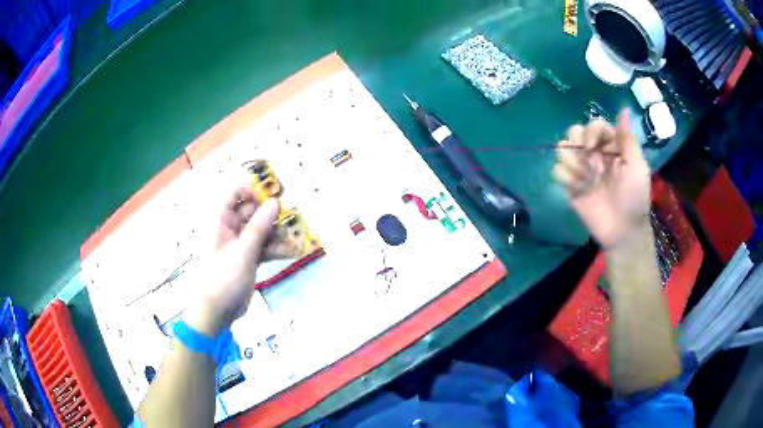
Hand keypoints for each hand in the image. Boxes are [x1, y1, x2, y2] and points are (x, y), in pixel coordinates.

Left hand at [185, 188, 278, 335]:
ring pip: (260, 230)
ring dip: (277, 233)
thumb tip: (274, 202)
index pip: (235, 194)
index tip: (274, 197)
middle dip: (271, 214)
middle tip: (292, 217)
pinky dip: (275, 249)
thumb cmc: (221, 278)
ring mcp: (239, 245)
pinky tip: (291, 252)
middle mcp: (229, 229)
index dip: (253, 191)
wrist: (214, 313)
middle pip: (251, 211)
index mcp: (220, 221)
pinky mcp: (247, 260)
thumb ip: (258, 227)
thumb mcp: (242, 252)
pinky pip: (262, 248)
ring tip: (296, 237)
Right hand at [553, 110, 650, 248]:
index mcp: (611, 146)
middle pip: (574, 132)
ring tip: (586, 182)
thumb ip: (628, 140)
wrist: (622, 232)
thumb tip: (625, 109)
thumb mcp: (637, 168)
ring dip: (573, 164)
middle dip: (579, 148)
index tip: (593, 148)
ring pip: (562, 150)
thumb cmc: (634, 199)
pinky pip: (557, 171)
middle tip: (593, 169)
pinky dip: (565, 179)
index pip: (594, 125)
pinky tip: (578, 191)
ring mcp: (581, 169)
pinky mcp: (570, 186)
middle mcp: (594, 153)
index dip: (591, 133)